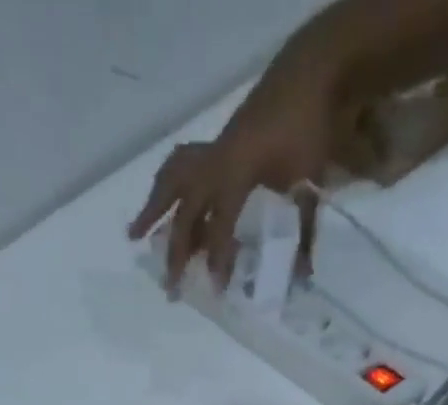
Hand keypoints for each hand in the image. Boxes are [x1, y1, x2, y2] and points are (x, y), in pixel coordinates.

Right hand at [128, 69, 333, 290]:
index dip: (217, 256)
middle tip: (168, 285)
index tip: (216, 287)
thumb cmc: (310, 128)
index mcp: (237, 169)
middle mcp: (216, 158)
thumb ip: (305, 230)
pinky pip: (182, 164)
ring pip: (173, 179)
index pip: (220, 222)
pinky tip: (163, 199)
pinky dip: (168, 183)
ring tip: (135, 234)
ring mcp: (214, 147)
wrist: (311, 73)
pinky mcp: (218, 142)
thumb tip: (303, 276)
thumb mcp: (312, 183)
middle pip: (186, 208)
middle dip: (176, 248)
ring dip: (153, 208)